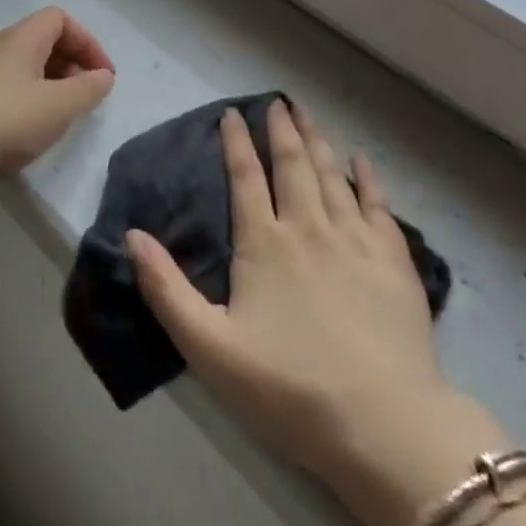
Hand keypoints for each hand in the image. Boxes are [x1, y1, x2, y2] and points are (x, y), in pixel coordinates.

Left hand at [0, 7, 115, 201]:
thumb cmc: (4, 122)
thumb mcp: (59, 107)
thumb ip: (87, 89)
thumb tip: (102, 76)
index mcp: (18, 39)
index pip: (59, 19)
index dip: (86, 42)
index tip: (102, 76)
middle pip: (33, 38)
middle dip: (63, 61)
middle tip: (78, 94)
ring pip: (3, 60)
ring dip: (29, 76)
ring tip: (43, 105)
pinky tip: (2, 120)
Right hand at [127, 100, 506, 525]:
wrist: (383, 424)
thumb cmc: (289, 388)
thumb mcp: (209, 347)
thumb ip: (166, 289)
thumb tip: (132, 235)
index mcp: (264, 243)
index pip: (246, 177)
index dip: (236, 142)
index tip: (231, 113)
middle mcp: (309, 227)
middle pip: (293, 164)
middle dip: (281, 129)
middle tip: (277, 101)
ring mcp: (355, 239)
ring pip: (332, 174)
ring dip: (318, 140)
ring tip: (309, 113)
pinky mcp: (393, 259)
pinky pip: (378, 203)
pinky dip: (367, 176)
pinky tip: (361, 159)